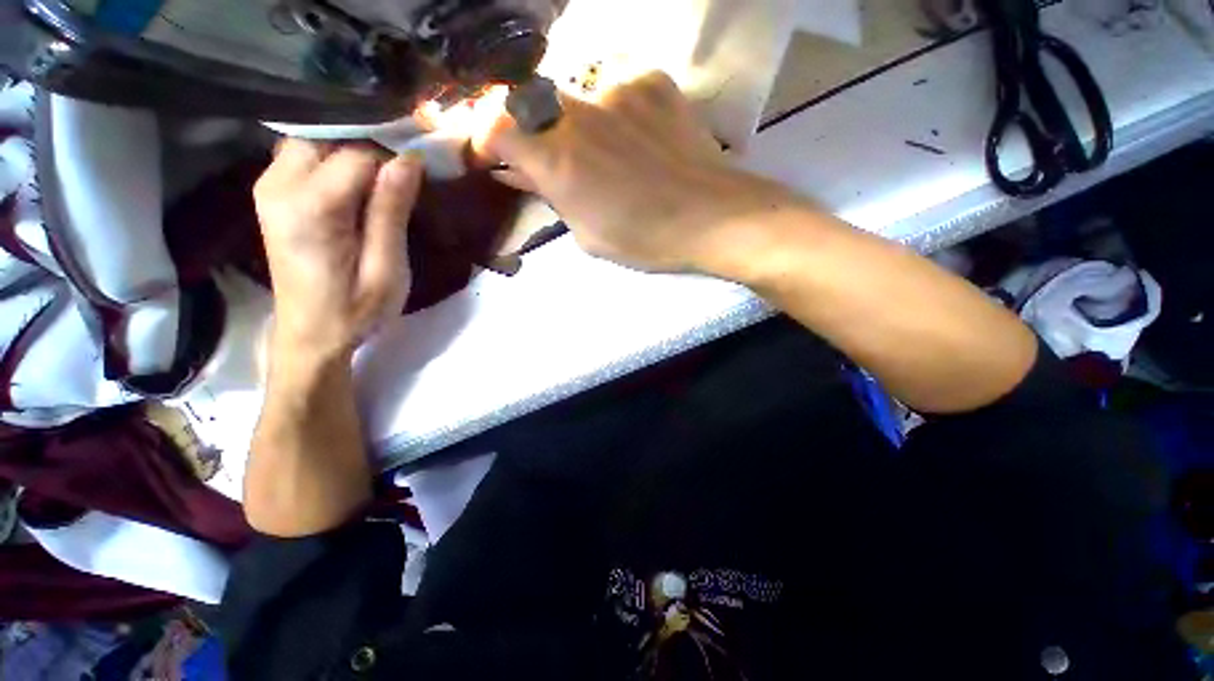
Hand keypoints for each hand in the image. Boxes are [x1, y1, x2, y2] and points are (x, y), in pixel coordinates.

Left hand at [254, 141, 423, 361]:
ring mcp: (269, 186)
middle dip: (370, 149)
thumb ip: (392, 211)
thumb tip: (410, 159)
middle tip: (401, 180)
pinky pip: (304, 155)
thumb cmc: (356, 309)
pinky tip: (355, 186)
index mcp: (311, 207)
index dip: (393, 158)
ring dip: (352, 152)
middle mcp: (279, 185)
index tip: (421, 174)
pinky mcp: (271, 193)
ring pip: (315, 141)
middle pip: (329, 136)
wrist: (311, 334)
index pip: (357, 153)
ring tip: (381, 183)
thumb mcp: (387, 268)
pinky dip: (334, 160)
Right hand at [477, 71, 790, 273]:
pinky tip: (636, 138)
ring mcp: (616, 88)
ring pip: (574, 95)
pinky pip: (616, 88)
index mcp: (558, 159)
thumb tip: (525, 173)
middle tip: (553, 159)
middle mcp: (577, 112)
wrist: (711, 216)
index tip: (493, 155)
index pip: (493, 122)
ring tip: (606, 157)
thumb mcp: (586, 235)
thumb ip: (551, 197)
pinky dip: (614, 112)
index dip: (484, 136)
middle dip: (531, 130)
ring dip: (576, 124)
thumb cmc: (645, 239)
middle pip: (529, 101)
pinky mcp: (650, 80)